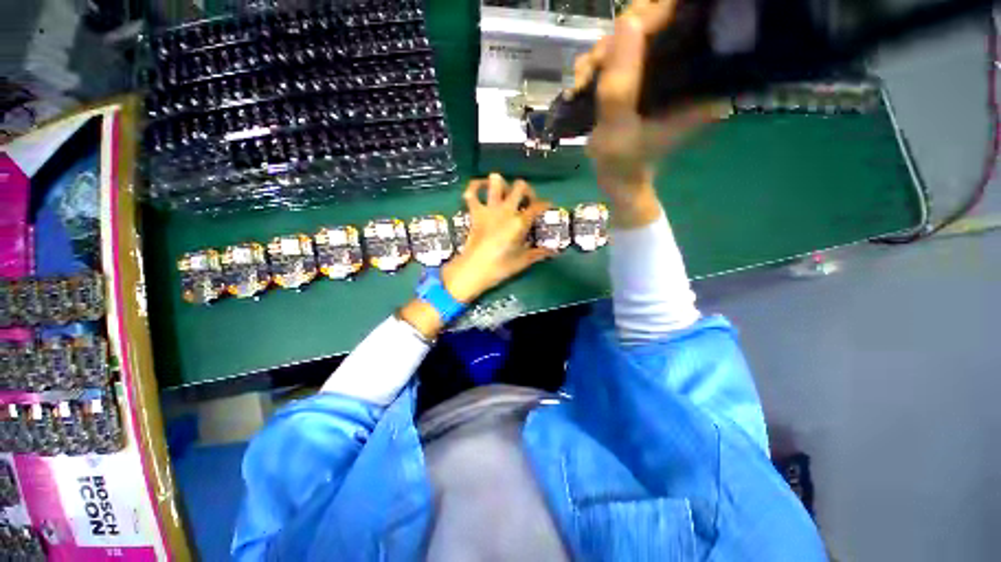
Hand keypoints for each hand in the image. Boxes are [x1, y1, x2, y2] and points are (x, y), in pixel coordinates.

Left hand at [442, 174, 553, 302]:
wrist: (473, 269)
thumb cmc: (500, 267)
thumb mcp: (522, 261)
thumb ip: (538, 253)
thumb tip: (552, 251)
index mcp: (520, 222)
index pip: (538, 206)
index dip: (545, 204)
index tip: (547, 207)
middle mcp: (506, 210)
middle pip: (520, 187)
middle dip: (526, 190)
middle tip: (526, 201)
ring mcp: (489, 209)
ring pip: (496, 182)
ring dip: (502, 184)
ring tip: (506, 194)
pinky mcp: (474, 212)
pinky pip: (471, 193)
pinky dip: (475, 186)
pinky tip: (481, 187)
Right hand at [571, 2, 729, 226]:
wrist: (618, 179)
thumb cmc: (623, 161)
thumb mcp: (618, 127)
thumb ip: (620, 84)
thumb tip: (626, 23)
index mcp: (692, 81)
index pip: (682, 21)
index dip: (651, 17)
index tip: (621, 37)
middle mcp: (682, 69)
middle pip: (652, 24)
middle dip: (616, 41)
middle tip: (592, 69)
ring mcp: (658, 73)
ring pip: (630, 39)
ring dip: (600, 56)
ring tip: (581, 82)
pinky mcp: (640, 80)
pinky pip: (617, 57)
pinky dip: (596, 65)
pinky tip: (582, 83)